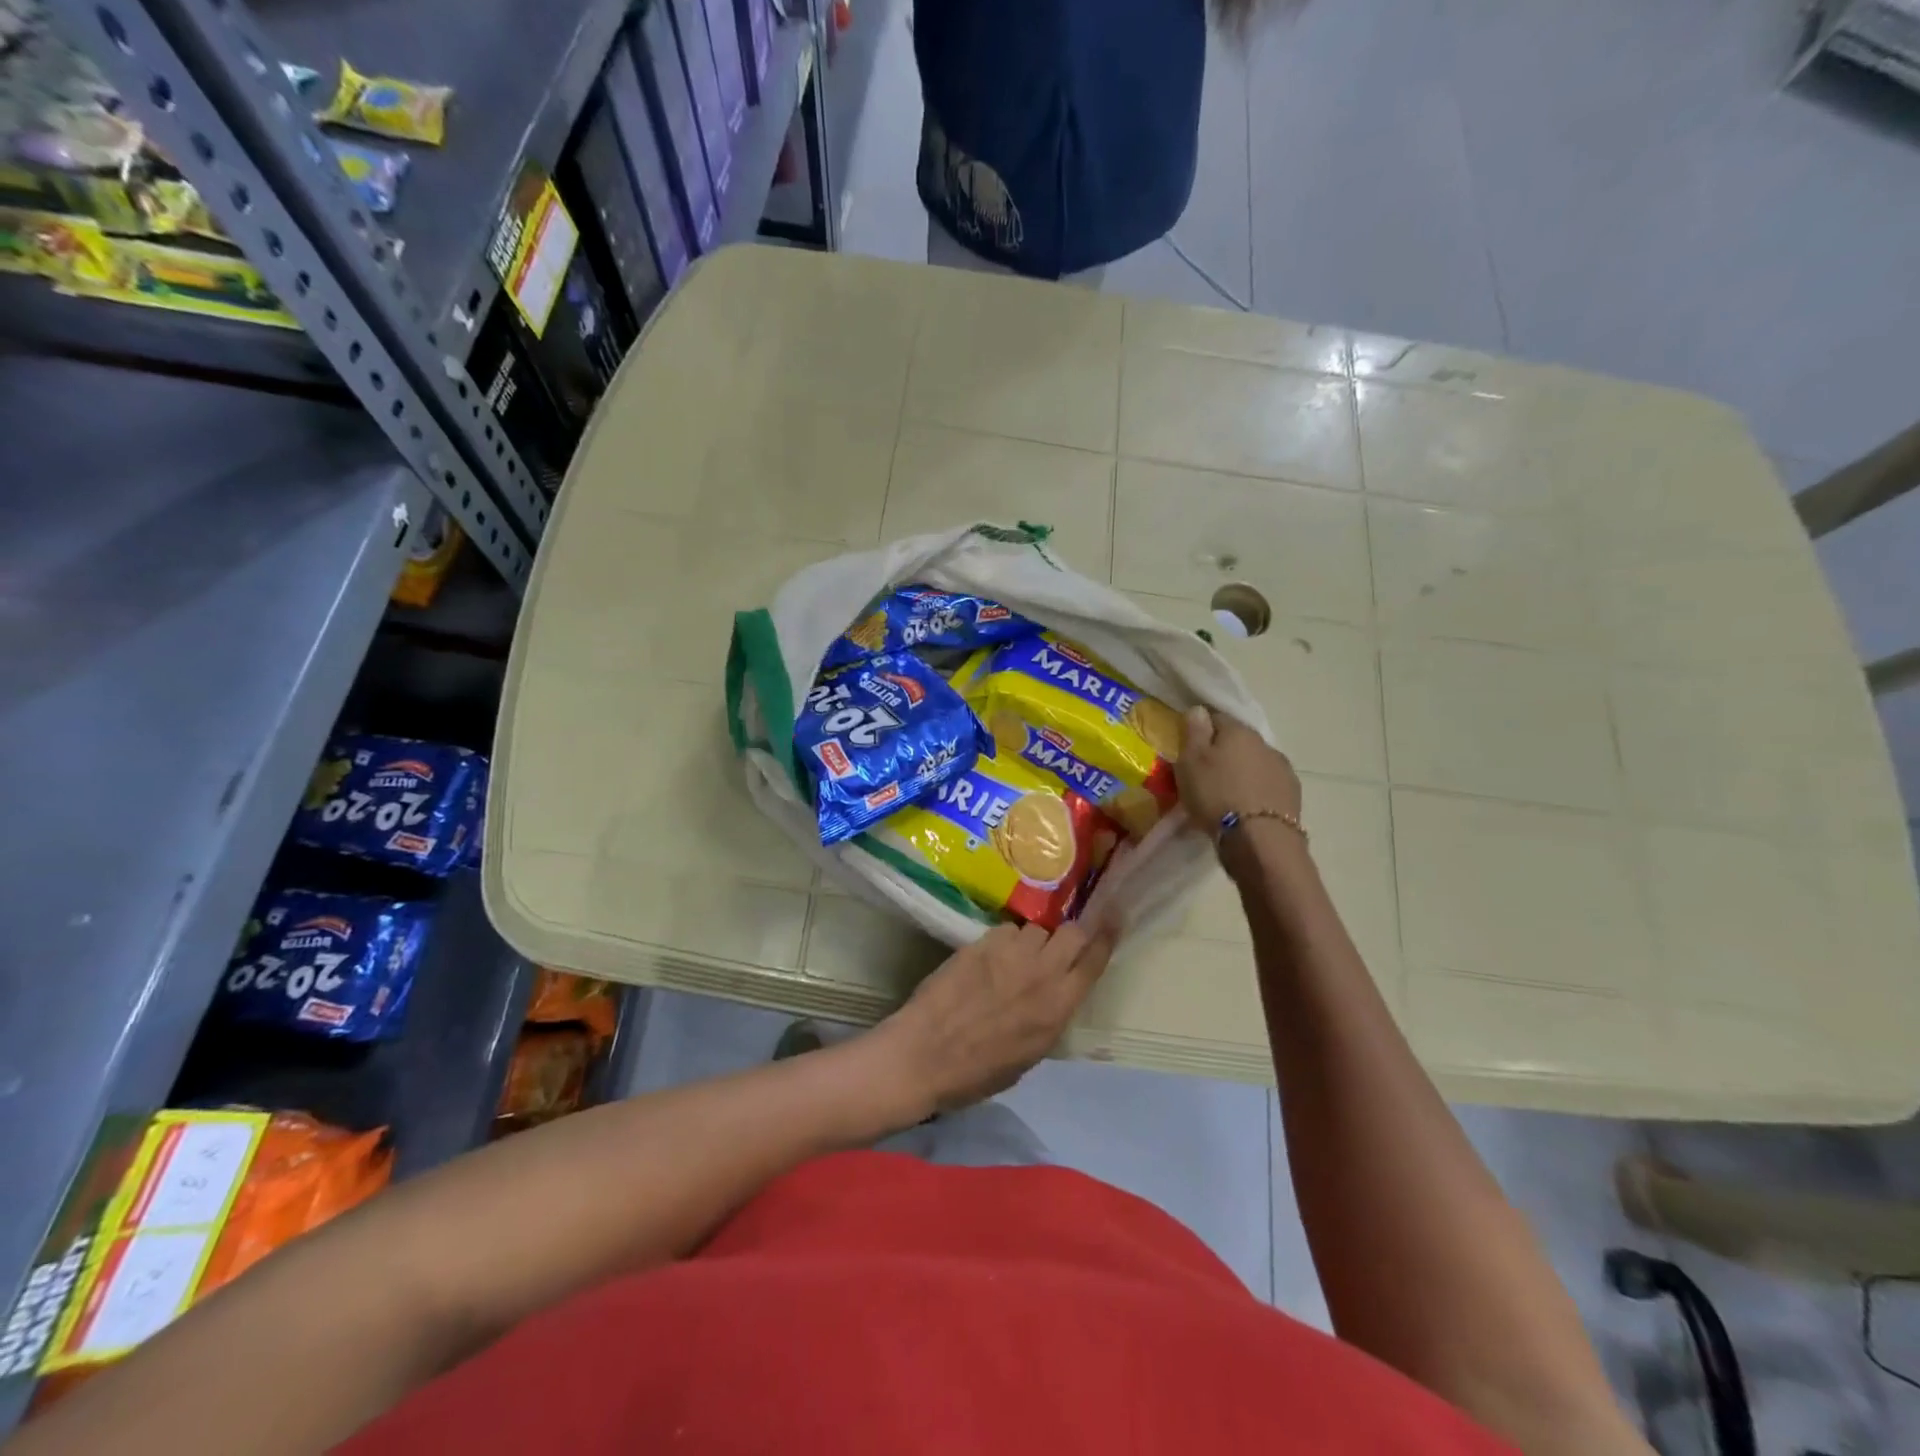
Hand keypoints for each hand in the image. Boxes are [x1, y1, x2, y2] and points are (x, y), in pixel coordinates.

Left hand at [877, 921, 1115, 1115]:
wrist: (924, 1055)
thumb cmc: (976, 1073)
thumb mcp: (1029, 1056)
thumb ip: (1049, 1017)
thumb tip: (1055, 995)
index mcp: (1058, 1008)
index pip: (1094, 961)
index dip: (1107, 937)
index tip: (1114, 918)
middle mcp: (1041, 974)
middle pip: (1072, 932)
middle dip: (1070, 935)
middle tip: (1056, 946)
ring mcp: (1010, 954)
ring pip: (1036, 929)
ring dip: (1032, 941)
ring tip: (1013, 960)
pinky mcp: (981, 943)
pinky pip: (1006, 930)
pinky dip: (1003, 942)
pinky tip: (988, 960)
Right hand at [1175, 706, 1301, 836]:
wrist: (1259, 839)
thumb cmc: (1215, 795)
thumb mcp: (1190, 761)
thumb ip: (1194, 732)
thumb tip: (1199, 709)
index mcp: (1238, 731)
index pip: (1216, 717)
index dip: (1200, 731)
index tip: (1188, 749)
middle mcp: (1265, 743)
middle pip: (1238, 741)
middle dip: (1223, 753)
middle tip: (1205, 775)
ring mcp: (1283, 769)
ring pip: (1255, 763)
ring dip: (1242, 773)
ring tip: (1226, 795)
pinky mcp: (1293, 795)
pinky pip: (1267, 785)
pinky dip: (1256, 791)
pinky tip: (1245, 808)